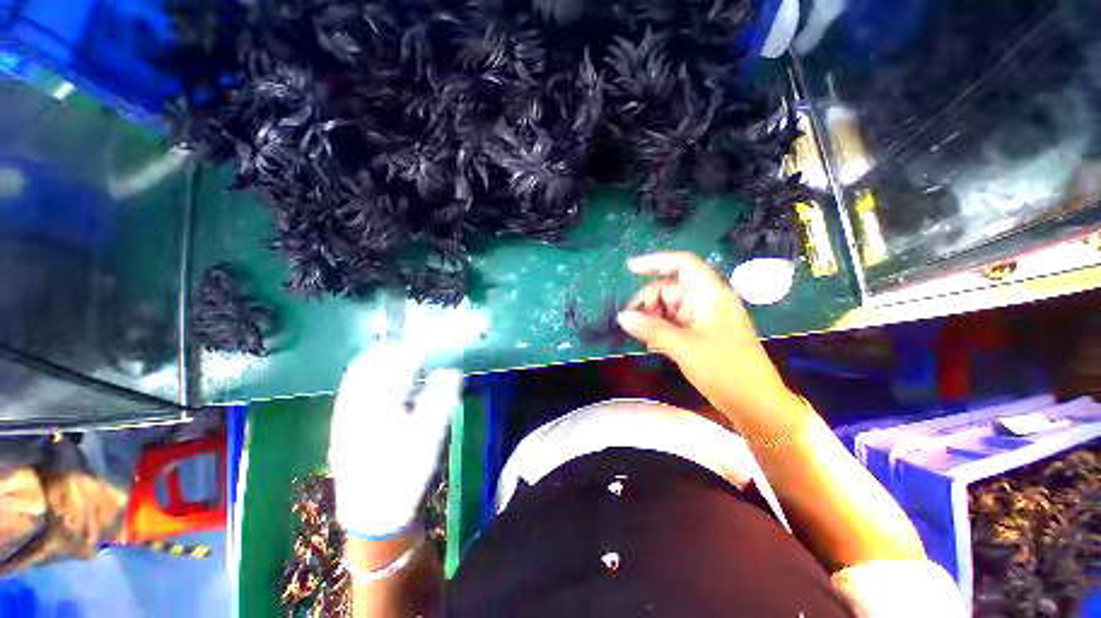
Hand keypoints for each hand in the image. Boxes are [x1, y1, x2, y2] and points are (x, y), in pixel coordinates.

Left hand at [328, 344, 461, 538]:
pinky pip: (351, 392)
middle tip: (412, 349)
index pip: (391, 366)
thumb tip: (451, 371)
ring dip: (377, 364)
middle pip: (367, 366)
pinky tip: (384, 387)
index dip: (409, 351)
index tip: (425, 346)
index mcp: (378, 406)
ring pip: (356, 378)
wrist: (373, 515)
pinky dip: (368, 379)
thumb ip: (440, 398)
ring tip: (399, 362)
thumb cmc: (405, 474)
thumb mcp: (430, 435)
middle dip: (389, 352)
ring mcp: (344, 418)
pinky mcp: (341, 428)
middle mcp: (355, 406)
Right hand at [617, 251, 803, 434]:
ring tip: (641, 335)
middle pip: (671, 288)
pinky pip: (675, 322)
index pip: (683, 264)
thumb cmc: (725, 370)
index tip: (629, 268)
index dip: (656, 261)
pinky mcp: (701, 333)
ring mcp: (704, 318)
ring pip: (670, 307)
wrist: (755, 404)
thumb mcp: (684, 347)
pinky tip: (651, 342)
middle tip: (632, 320)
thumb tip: (622, 317)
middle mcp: (707, 301)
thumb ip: (651, 329)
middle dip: (649, 301)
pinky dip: (661, 328)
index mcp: (710, 294)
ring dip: (653, 317)